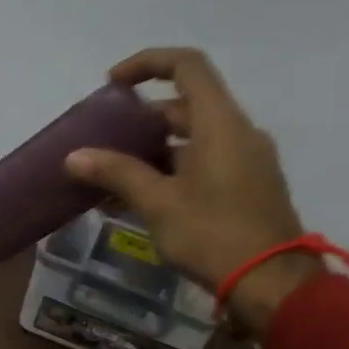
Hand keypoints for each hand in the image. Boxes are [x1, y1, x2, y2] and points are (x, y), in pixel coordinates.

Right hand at [64, 47, 320, 335]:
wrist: (274, 285)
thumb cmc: (213, 235)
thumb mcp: (158, 203)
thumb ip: (117, 172)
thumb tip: (74, 156)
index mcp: (221, 123)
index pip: (186, 65)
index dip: (147, 63)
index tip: (113, 83)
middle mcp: (239, 132)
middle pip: (187, 104)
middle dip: (143, 117)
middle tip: (107, 138)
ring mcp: (249, 159)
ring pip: (195, 137)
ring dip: (155, 148)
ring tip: (116, 174)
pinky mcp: (250, 186)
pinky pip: (207, 161)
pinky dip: (174, 168)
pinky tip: (144, 198)